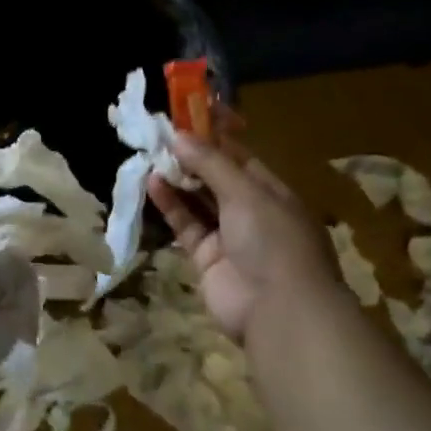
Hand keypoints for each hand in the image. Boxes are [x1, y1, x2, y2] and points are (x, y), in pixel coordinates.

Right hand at [148, 133, 340, 340]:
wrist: (279, 311)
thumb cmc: (273, 240)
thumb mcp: (246, 192)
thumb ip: (211, 163)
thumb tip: (180, 136)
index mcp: (272, 192)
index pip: (239, 157)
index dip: (213, 138)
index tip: (184, 119)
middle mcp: (252, 212)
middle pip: (216, 178)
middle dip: (190, 159)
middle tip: (158, 136)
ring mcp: (229, 237)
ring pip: (198, 202)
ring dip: (177, 180)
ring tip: (150, 156)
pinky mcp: (206, 258)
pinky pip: (186, 225)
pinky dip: (171, 206)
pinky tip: (152, 184)